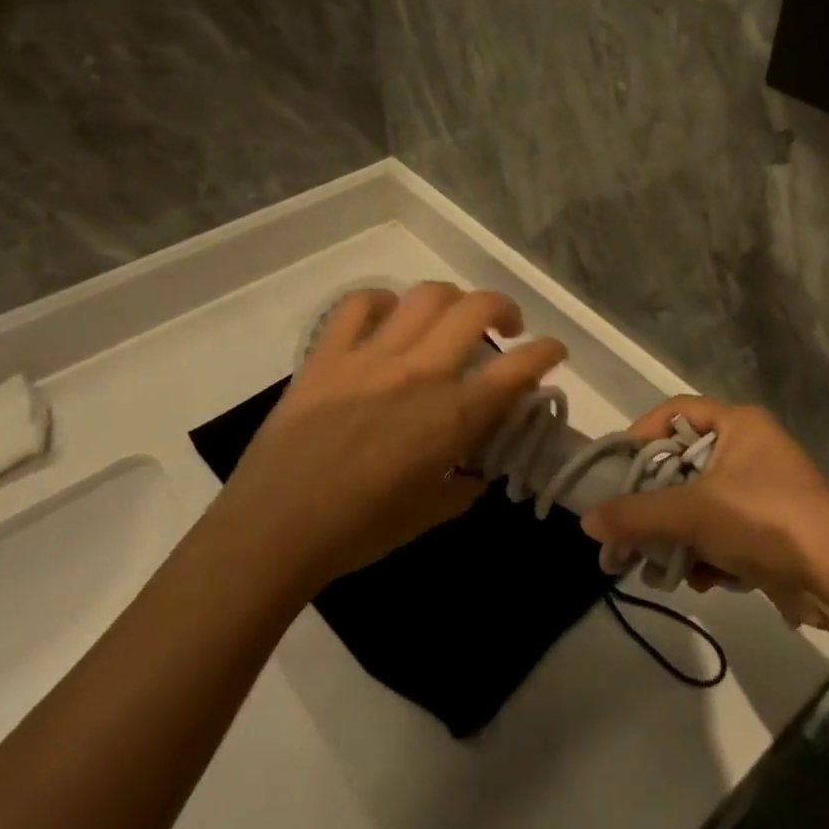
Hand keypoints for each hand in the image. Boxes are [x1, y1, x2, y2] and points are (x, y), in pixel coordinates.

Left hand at [214, 283, 566, 592]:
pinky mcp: (328, 355)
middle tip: (507, 327)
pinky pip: (357, 305)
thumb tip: (474, 472)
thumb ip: (462, 487)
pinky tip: (387, 315)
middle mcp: (421, 373)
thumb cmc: (358, 531)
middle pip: (477, 309)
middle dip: (505, 308)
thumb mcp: (428, 515)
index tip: (553, 351)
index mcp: (453, 417)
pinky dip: (380, 301)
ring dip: (452, 298)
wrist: (275, 529)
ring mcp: (371, 357)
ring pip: (426, 296)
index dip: (547, 352)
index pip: (519, 368)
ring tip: (452, 317)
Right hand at [580, 397, 828, 620]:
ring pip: (699, 504)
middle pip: (682, 465)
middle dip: (655, 502)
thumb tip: (587, 522)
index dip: (641, 434)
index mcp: (737, 423)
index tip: (617, 469)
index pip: (674, 412)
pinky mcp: (771, 529)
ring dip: (678, 535)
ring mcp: (763, 490)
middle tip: (628, 526)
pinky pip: (722, 531)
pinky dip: (707, 553)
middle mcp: (750, 448)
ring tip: (663, 565)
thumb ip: (636, 514)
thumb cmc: (761, 518)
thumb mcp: (691, 512)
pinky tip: (702, 580)